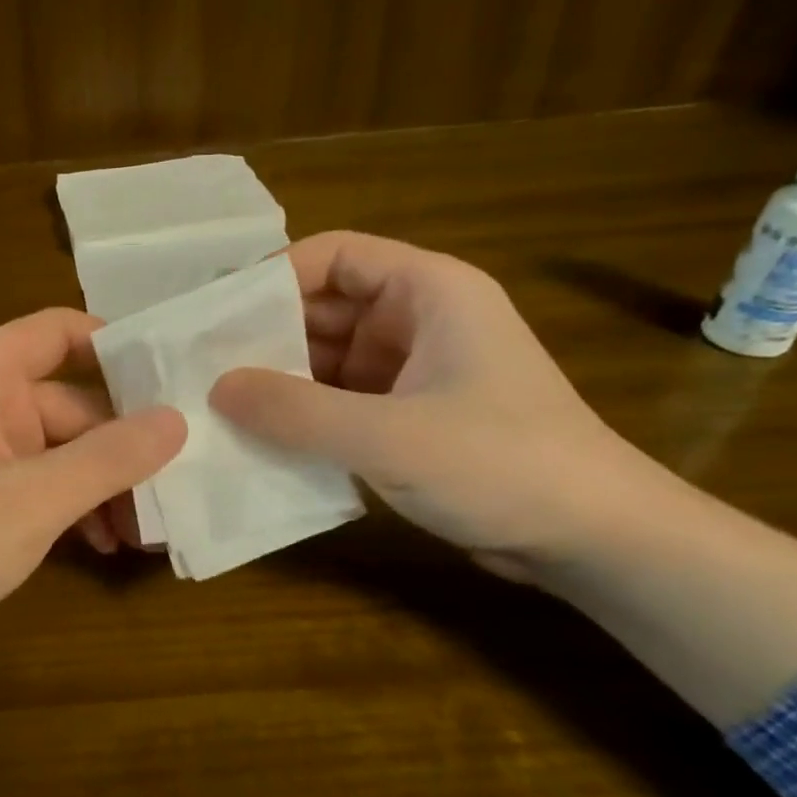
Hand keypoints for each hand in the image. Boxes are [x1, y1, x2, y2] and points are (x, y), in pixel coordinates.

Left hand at [0, 308, 184, 735]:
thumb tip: (176, 419)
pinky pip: (41, 490)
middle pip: (71, 404)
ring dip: (104, 486)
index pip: (56, 332)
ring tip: (146, 532)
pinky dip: (75, 511)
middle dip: (123, 445)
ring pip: (61, 454)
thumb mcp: (32, 500)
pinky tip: (105, 546)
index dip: (113, 343)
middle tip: (177, 486)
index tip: (170, 377)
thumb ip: (107, 458)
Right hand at [210, 231, 647, 577]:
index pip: (335, 255)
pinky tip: (261, 439)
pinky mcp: (410, 418)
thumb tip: (216, 388)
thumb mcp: (387, 435)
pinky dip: (304, 416)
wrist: (595, 541)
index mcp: (428, 292)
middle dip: (266, 335)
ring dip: (280, 381)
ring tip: (218, 405)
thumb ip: (295, 410)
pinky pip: (341, 402)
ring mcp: (415, 372)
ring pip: (329, 359)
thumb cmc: (501, 464)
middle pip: (325, 308)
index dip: (273, 276)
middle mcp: (419, 321)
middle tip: (202, 366)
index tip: (216, 314)